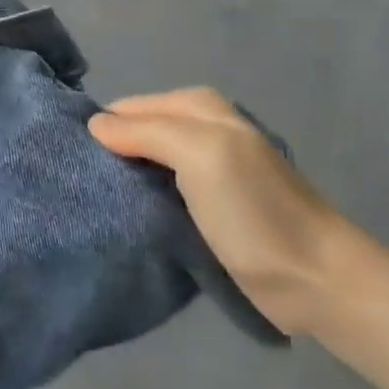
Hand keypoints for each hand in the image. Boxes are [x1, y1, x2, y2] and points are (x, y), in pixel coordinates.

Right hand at [89, 87, 370, 335]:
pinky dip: (140, 201)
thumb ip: (146, 131)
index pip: (127, 108)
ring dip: (122, 179)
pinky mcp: (206, 207)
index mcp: (198, 108)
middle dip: (109, 153)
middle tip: (78, 184)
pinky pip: (159, 192)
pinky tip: (124, 217)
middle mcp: (201, 130)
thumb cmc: (254, 212)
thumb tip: (94, 125)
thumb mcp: (201, 155)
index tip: (73, 161)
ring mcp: (205, 170)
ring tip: (91, 202)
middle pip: (136, 133)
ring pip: (145, 163)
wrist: (315, 280)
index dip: (102, 130)